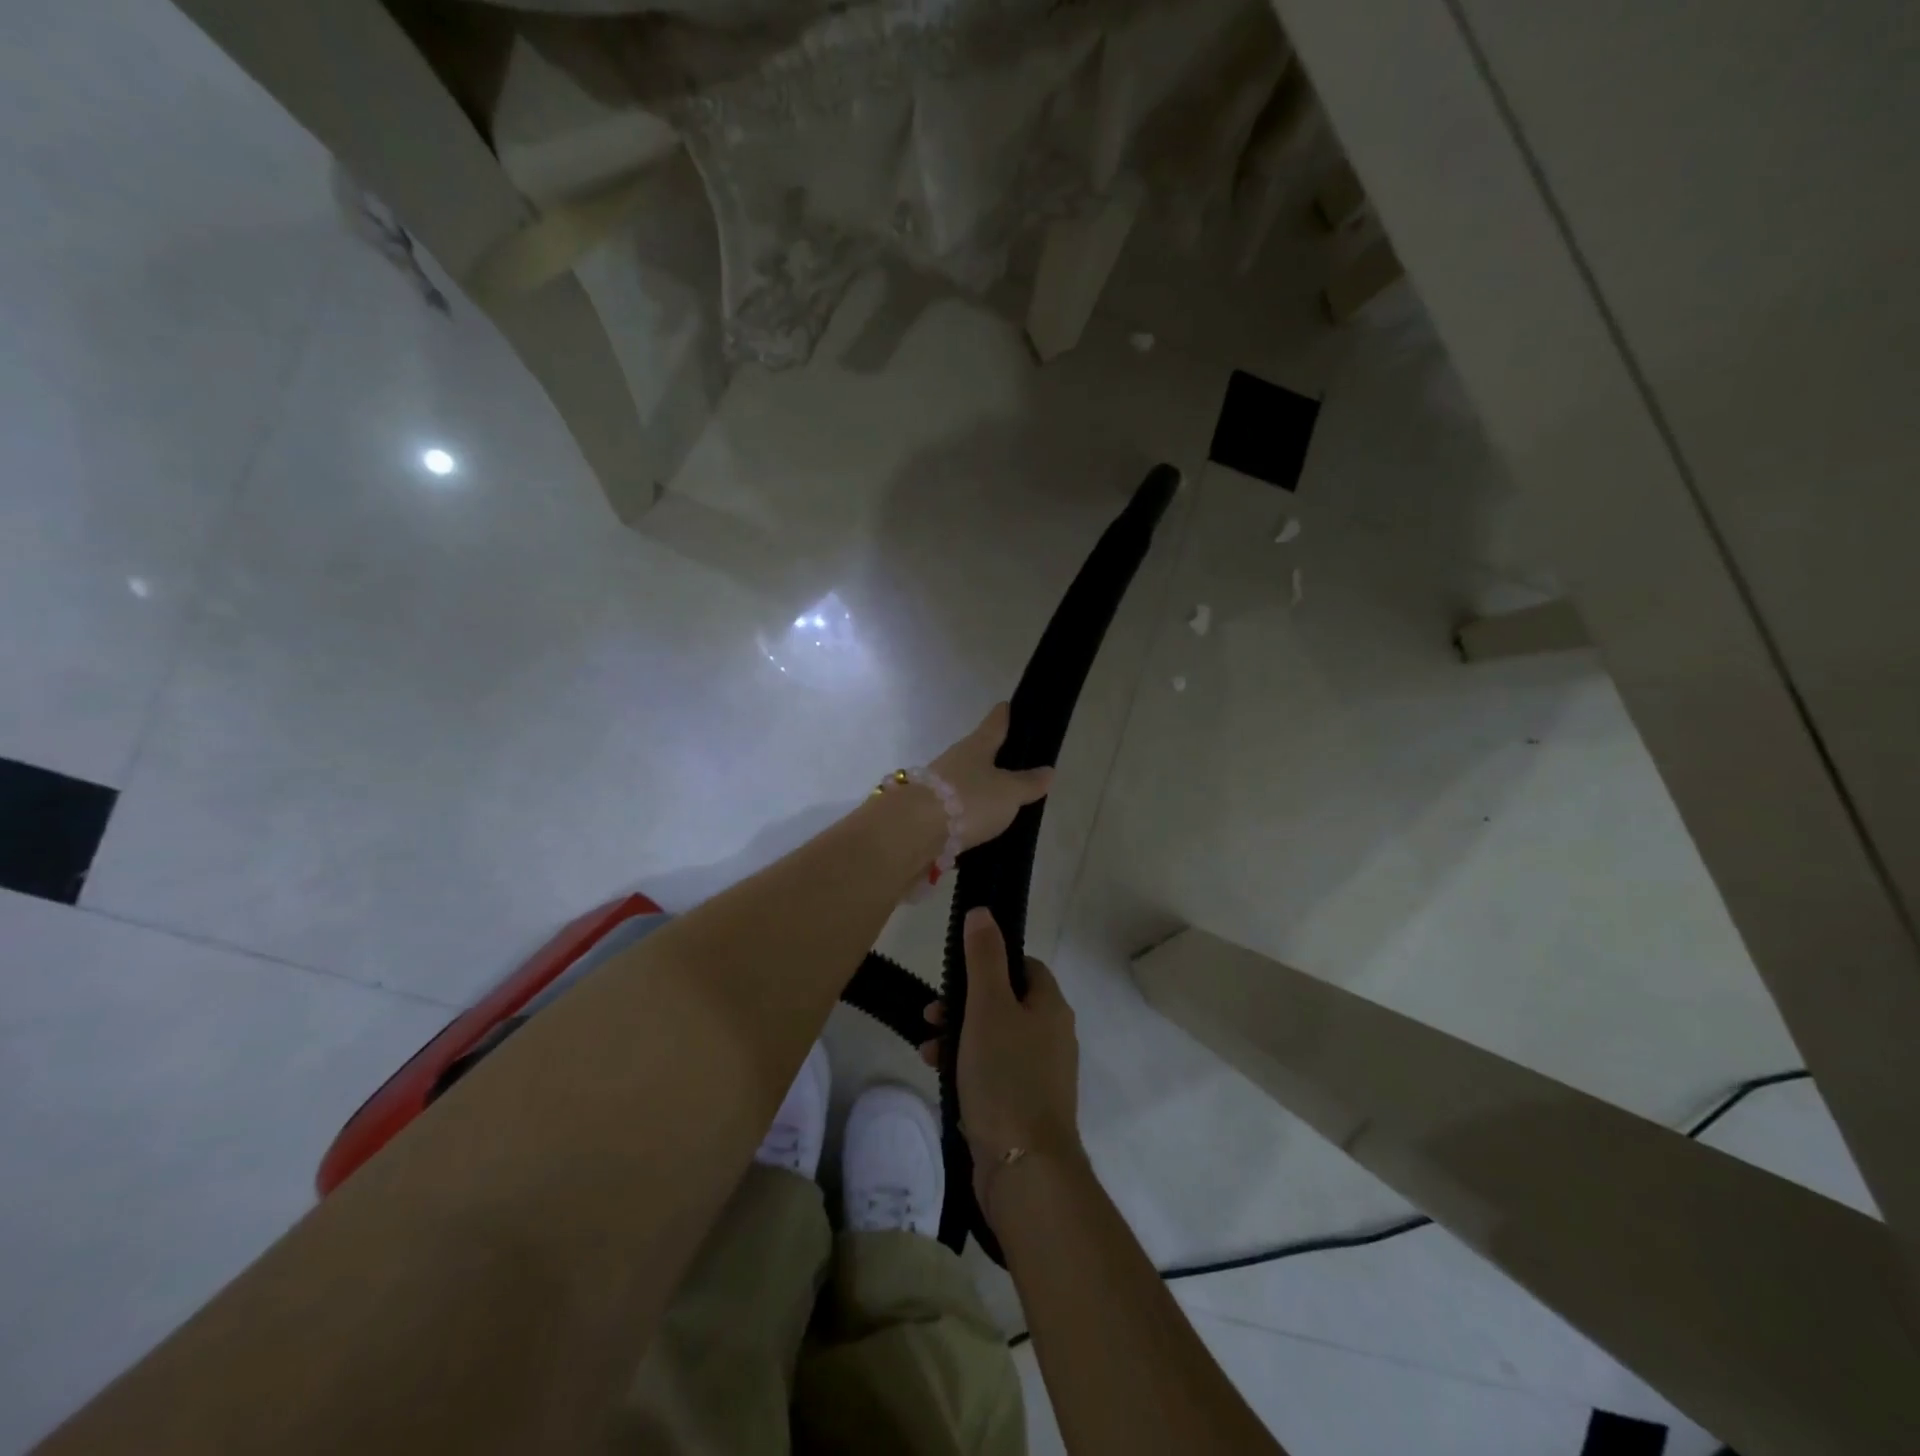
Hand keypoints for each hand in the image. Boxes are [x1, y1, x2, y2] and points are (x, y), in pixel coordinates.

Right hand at [921, 908, 1082, 1218]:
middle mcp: (1053, 1035)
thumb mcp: (988, 1007)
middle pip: (1006, 1002)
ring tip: (927, 1048)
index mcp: (1051, 1006)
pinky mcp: (1028, 1106)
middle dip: (964, 1004)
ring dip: (960, 1036)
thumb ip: (984, 957)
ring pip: (996, 1038)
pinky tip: (943, 1078)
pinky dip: (969, 1068)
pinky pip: (995, 1072)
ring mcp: (1042, 1074)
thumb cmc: (1005, 1076)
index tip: (957, 975)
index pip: (1024, 966)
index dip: (991, 963)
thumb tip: (983, 911)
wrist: (1025, 1168)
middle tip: (931, 1013)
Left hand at [928, 703, 1053, 851]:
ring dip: (976, 790)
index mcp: (976, 747)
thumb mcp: (1008, 793)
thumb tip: (1047, 770)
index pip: (993, 725)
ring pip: (962, 783)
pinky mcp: (926, 814)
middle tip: (1011, 765)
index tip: (1005, 705)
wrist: (913, 831)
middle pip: (975, 754)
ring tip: (998, 803)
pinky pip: (953, 811)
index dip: (1002, 716)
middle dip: (990, 758)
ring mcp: (936, 787)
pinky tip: (976, 829)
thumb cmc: (969, 800)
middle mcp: (953, 761)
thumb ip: (1028, 783)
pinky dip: (965, 816)